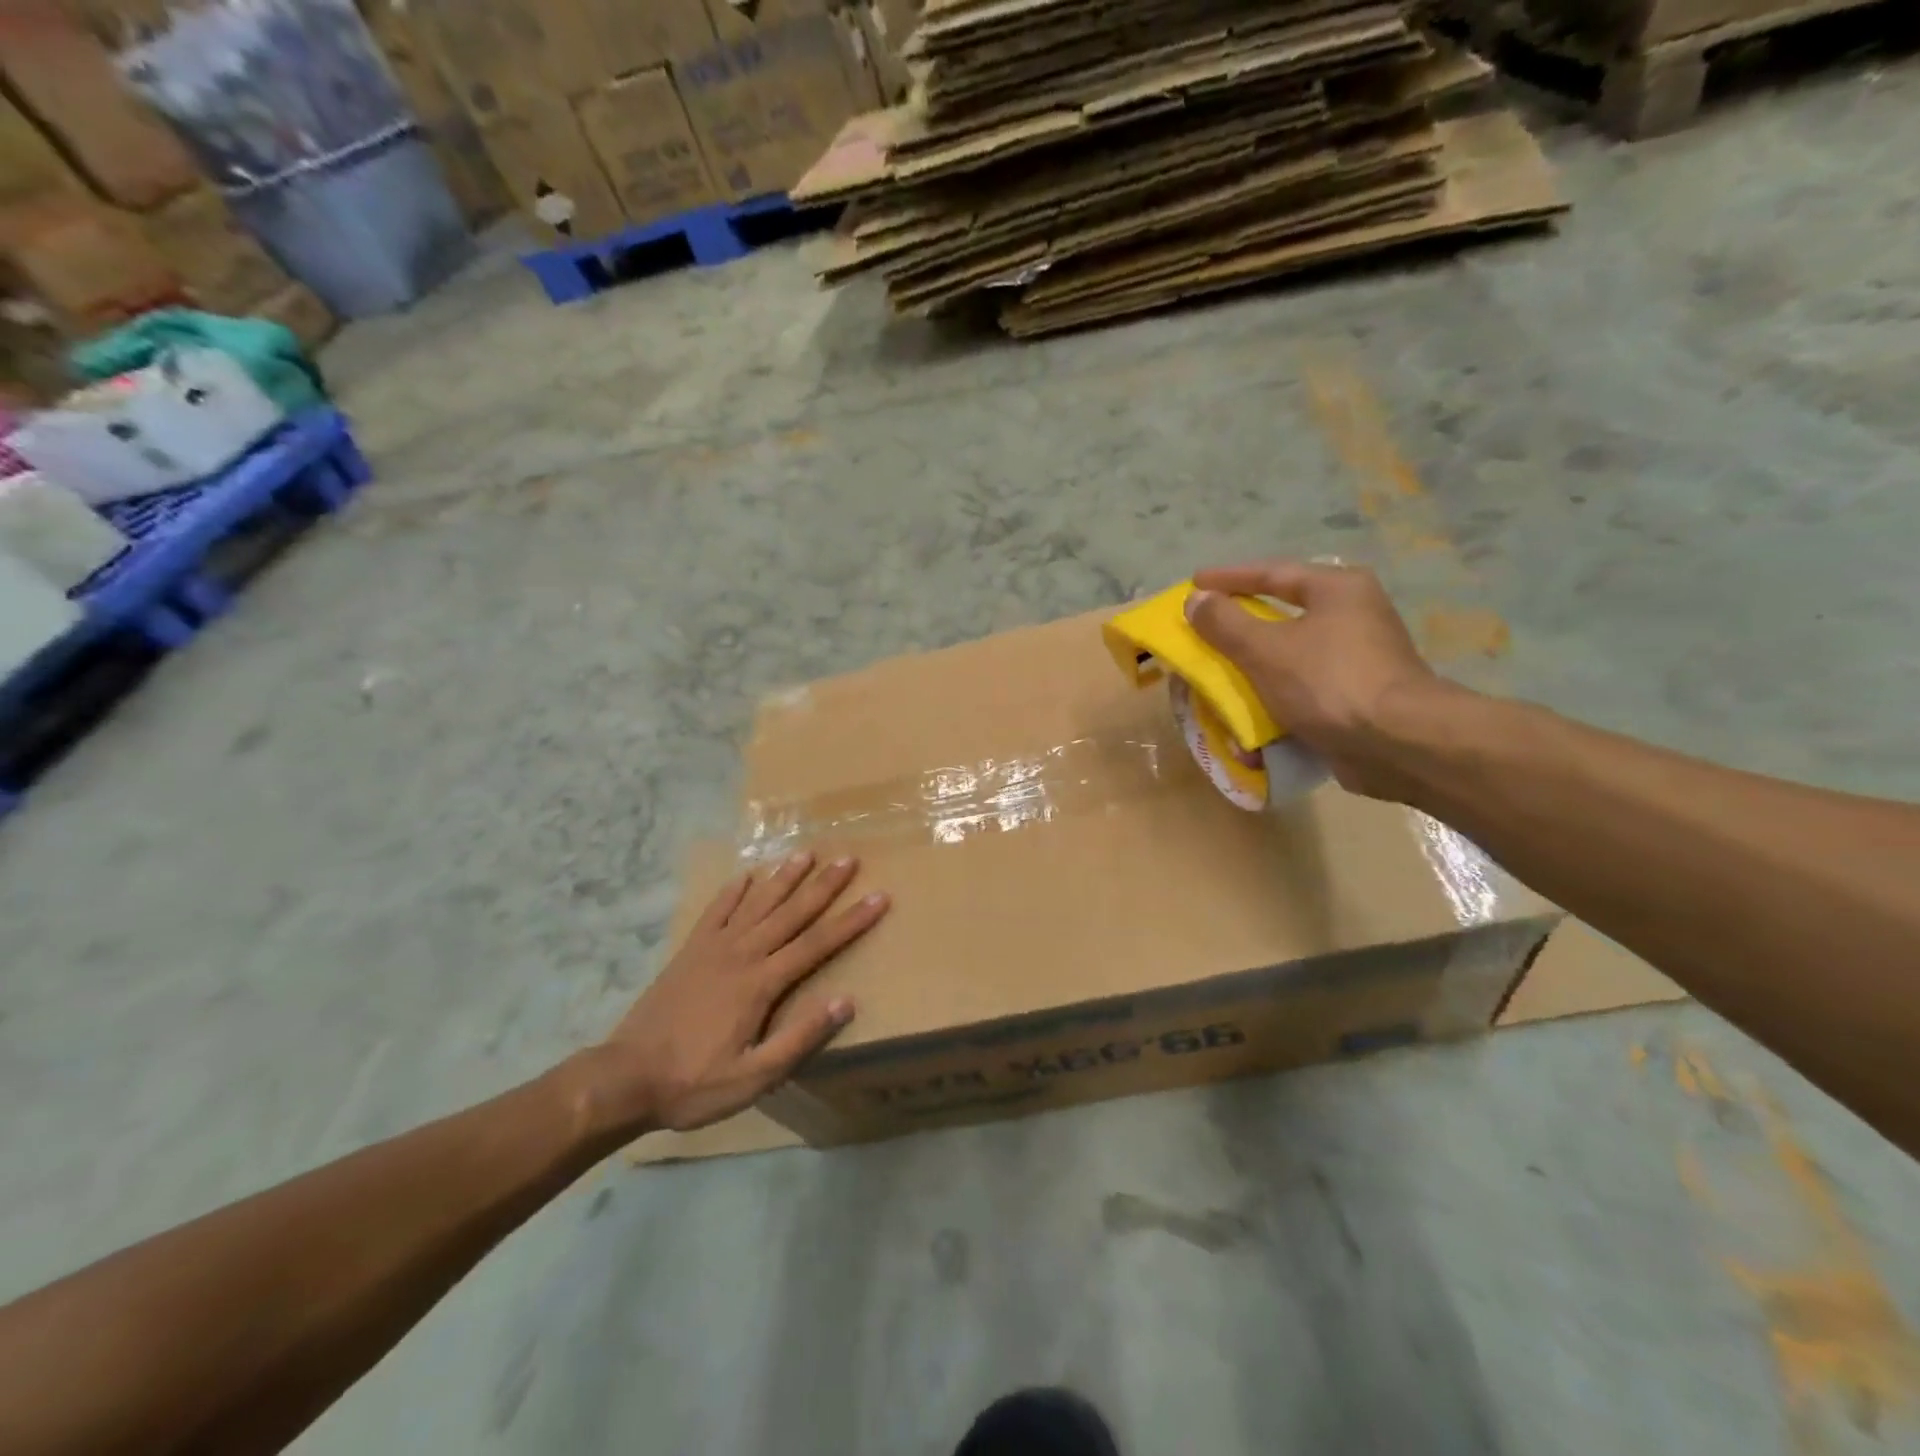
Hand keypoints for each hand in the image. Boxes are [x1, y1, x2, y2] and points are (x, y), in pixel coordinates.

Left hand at [584, 853, 889, 1133]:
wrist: (625, 1078)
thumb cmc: (694, 1083)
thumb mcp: (753, 1077)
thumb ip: (800, 1038)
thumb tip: (845, 1001)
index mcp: (761, 983)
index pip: (817, 944)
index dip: (851, 920)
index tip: (879, 896)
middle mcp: (741, 954)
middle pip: (791, 913)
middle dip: (823, 886)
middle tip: (848, 859)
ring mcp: (712, 949)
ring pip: (757, 903)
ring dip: (783, 877)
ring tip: (806, 854)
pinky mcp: (689, 951)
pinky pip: (716, 912)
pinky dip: (733, 891)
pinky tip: (746, 874)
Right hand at [1184, 560, 1456, 799]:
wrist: (1397, 744)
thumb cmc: (1328, 682)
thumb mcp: (1265, 649)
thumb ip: (1225, 623)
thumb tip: (1196, 600)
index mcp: (1337, 589)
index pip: (1272, 573)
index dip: (1228, 578)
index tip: (1194, 583)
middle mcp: (1354, 615)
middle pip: (1283, 614)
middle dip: (1240, 627)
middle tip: (1205, 629)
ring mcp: (1359, 658)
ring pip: (1292, 655)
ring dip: (1254, 668)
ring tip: (1221, 675)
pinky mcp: (1359, 696)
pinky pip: (1304, 689)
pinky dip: (1275, 698)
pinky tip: (1252, 715)